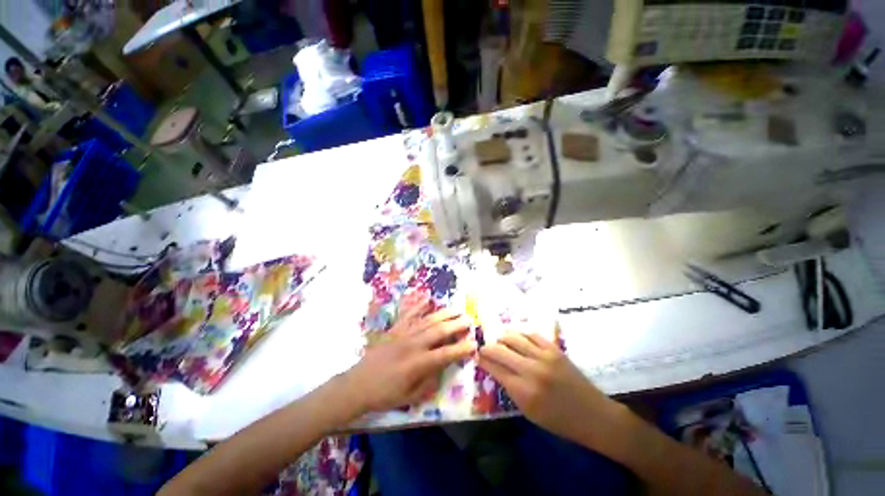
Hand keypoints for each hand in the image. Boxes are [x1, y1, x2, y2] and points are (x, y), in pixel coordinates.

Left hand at [345, 296, 474, 413]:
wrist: (357, 385)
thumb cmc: (384, 394)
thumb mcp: (410, 397)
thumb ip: (429, 382)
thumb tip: (443, 368)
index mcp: (417, 364)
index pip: (445, 354)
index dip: (461, 349)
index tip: (474, 344)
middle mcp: (413, 345)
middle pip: (439, 331)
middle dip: (456, 324)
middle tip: (469, 320)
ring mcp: (403, 334)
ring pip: (427, 320)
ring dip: (443, 314)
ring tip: (456, 310)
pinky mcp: (394, 329)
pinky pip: (408, 314)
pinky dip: (418, 305)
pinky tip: (427, 298)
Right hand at [478, 333, 623, 444]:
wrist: (593, 415)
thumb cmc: (559, 420)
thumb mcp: (528, 411)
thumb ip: (509, 388)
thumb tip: (494, 368)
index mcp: (523, 391)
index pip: (494, 368)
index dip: (482, 360)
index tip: (477, 356)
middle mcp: (531, 370)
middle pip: (500, 350)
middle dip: (488, 347)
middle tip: (485, 348)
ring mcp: (544, 357)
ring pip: (514, 337)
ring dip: (502, 338)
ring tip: (499, 341)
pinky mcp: (555, 349)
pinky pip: (531, 334)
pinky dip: (520, 334)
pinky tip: (516, 337)